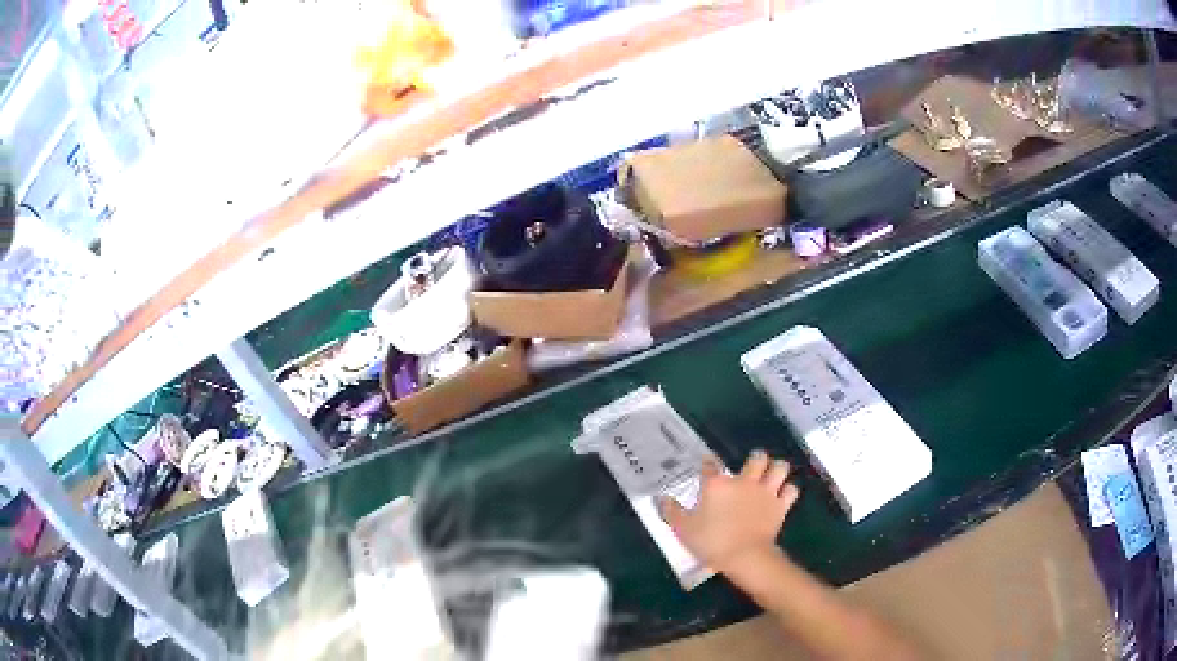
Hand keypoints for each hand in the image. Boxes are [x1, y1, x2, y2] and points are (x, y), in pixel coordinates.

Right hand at [660, 450, 799, 573]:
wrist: (744, 556)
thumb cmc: (711, 541)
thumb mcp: (683, 529)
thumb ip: (671, 511)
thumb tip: (660, 498)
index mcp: (717, 484)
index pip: (710, 465)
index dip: (708, 463)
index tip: (707, 465)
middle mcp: (744, 481)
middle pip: (757, 458)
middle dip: (756, 459)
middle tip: (751, 468)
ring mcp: (765, 492)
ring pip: (780, 467)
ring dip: (776, 469)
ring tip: (771, 476)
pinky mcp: (781, 505)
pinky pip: (791, 490)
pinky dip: (787, 491)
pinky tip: (782, 496)